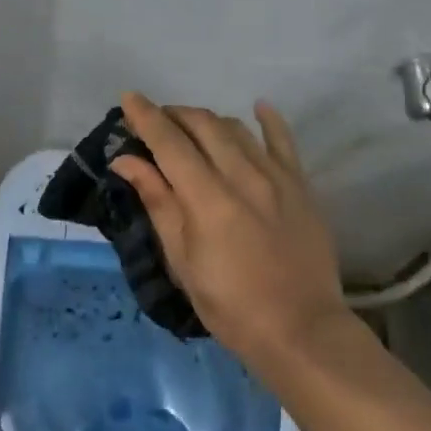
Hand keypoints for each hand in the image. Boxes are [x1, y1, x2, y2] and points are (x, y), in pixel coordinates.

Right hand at [111, 92, 350, 381]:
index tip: (128, 97)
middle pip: (202, 124)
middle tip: (157, 122)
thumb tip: (126, 160)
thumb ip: (158, 202)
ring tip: (193, 129)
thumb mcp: (183, 261)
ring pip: (235, 128)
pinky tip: (258, 107)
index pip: (169, 141)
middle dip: (174, 115)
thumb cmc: (232, 306)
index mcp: (207, 198)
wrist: (303, 332)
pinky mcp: (300, 185)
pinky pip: (283, 140)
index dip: (146, 116)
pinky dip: (268, 120)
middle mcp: (241, 175)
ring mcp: (275, 176)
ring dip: (208, 120)